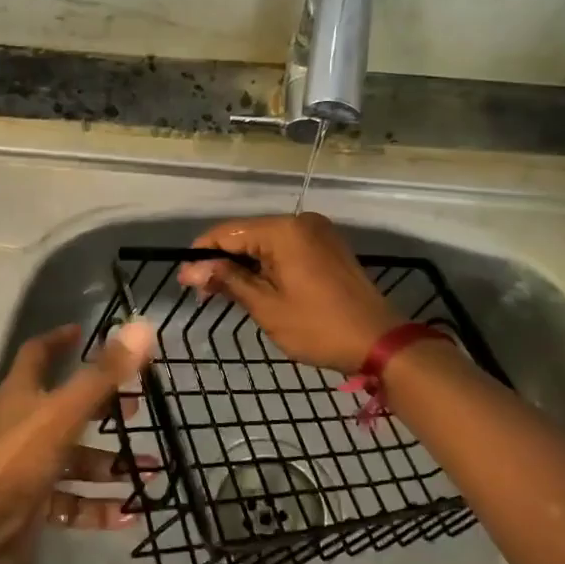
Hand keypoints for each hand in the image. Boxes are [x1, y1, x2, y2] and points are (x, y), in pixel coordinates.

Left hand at [0, 319, 158, 563]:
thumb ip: (102, 375)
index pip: (38, 353)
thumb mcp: (62, 415)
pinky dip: (98, 505)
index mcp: (21, 394)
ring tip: (151, 469)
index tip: (85, 332)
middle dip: (102, 406)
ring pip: (75, 459)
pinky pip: (72, 501)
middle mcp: (22, 425)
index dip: (59, 340)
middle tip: (138, 407)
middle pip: (66, 407)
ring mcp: (27, 467)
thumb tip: (141, 326)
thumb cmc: (14, 464)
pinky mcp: (32, 506)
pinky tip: (130, 513)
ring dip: (110, 464)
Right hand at [177, 213, 401, 373]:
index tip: (183, 279)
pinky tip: (256, 285)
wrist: (380, 342)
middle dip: (223, 260)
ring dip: (245, 264)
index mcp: (284, 230)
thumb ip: (228, 280)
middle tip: (202, 292)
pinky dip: (268, 264)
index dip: (202, 253)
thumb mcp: (267, 306)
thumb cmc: (318, 327)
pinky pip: (287, 247)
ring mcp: (318, 232)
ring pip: (266, 241)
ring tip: (224, 292)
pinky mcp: (328, 246)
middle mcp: (301, 221)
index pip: (228, 232)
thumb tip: (190, 269)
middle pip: (247, 234)